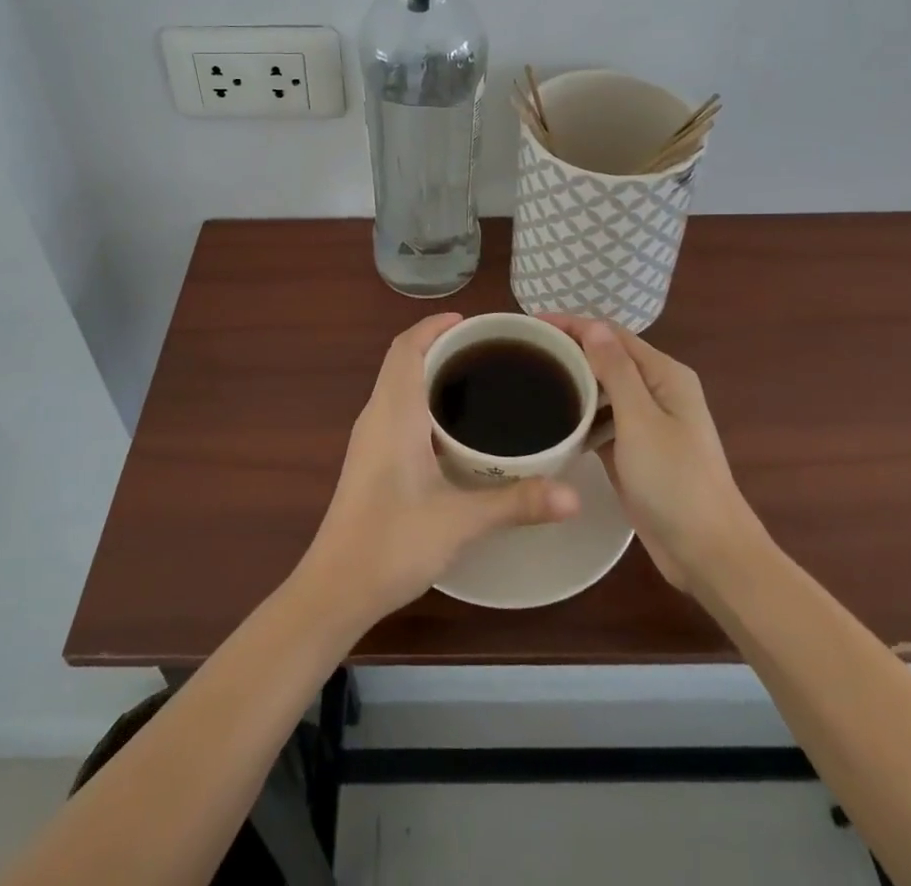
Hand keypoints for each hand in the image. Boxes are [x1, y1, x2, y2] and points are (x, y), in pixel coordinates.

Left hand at [298, 313, 581, 626]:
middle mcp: (376, 416)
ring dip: (429, 373)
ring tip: (477, 381)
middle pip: (403, 361)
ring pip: (398, 386)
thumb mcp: (460, 521)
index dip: (433, 326)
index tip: (470, 322)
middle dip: (439, 346)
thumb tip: (575, 496)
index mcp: (393, 412)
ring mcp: (369, 440)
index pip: (406, 348)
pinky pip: (396, 410)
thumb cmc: (392, 543)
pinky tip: (454, 430)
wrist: (336, 588)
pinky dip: (422, 401)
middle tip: (488, 352)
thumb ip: (516, 503)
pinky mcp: (370, 461)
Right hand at [540, 316, 767, 590]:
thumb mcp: (641, 419)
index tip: (529, 326)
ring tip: (529, 381)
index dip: (571, 325)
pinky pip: (603, 422)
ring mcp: (648, 423)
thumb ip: (616, 370)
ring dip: (572, 383)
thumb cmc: (674, 481)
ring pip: (602, 391)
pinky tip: (551, 420)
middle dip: (569, 351)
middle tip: (522, 354)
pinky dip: (580, 416)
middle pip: (607, 359)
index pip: (611, 334)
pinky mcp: (636, 452)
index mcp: (664, 375)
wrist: (707, 553)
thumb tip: (593, 325)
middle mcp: (657, 391)